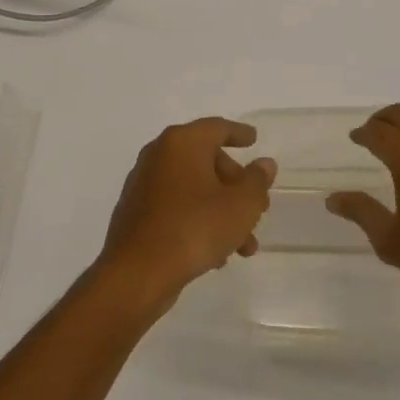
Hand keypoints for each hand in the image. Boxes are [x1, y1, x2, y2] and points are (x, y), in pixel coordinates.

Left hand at [97, 117, 275, 315]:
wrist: (137, 272)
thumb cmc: (195, 228)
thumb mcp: (241, 206)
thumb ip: (257, 181)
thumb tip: (264, 164)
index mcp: (182, 142)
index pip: (217, 128)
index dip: (239, 133)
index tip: (254, 139)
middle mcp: (159, 154)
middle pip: (206, 159)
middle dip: (235, 185)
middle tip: (257, 207)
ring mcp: (144, 183)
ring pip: (193, 188)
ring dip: (221, 210)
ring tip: (244, 246)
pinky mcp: (136, 211)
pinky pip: (175, 206)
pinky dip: (197, 219)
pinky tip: (215, 253)